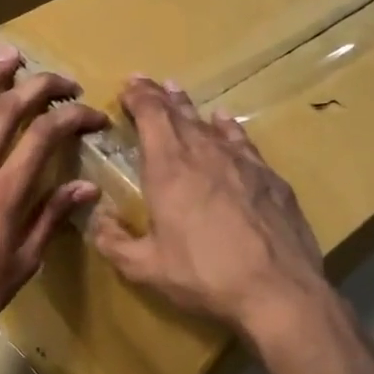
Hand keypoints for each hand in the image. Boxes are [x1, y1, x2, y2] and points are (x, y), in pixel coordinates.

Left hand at [0, 48, 108, 347]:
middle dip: (39, 85)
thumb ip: (51, 217)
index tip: (95, 115)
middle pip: (5, 109)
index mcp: (2, 192)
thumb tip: (86, 188)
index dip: (73, 116)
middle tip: (62, 79)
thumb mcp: (23, 261)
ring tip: (9, 57)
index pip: (44, 135)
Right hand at [89, 77, 333, 336]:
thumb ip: (114, 241)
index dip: (139, 98)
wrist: (277, 291)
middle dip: (160, 97)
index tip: (129, 85)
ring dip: (192, 108)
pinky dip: (229, 128)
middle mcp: (205, 155)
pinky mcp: (271, 179)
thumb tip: (96, 219)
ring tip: (180, 94)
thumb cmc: (203, 276)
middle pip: (180, 115)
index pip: (152, 118)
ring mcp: (243, 164)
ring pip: (211, 125)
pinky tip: (227, 123)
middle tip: (148, 82)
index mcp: (169, 171)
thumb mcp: (145, 267)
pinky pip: (243, 142)